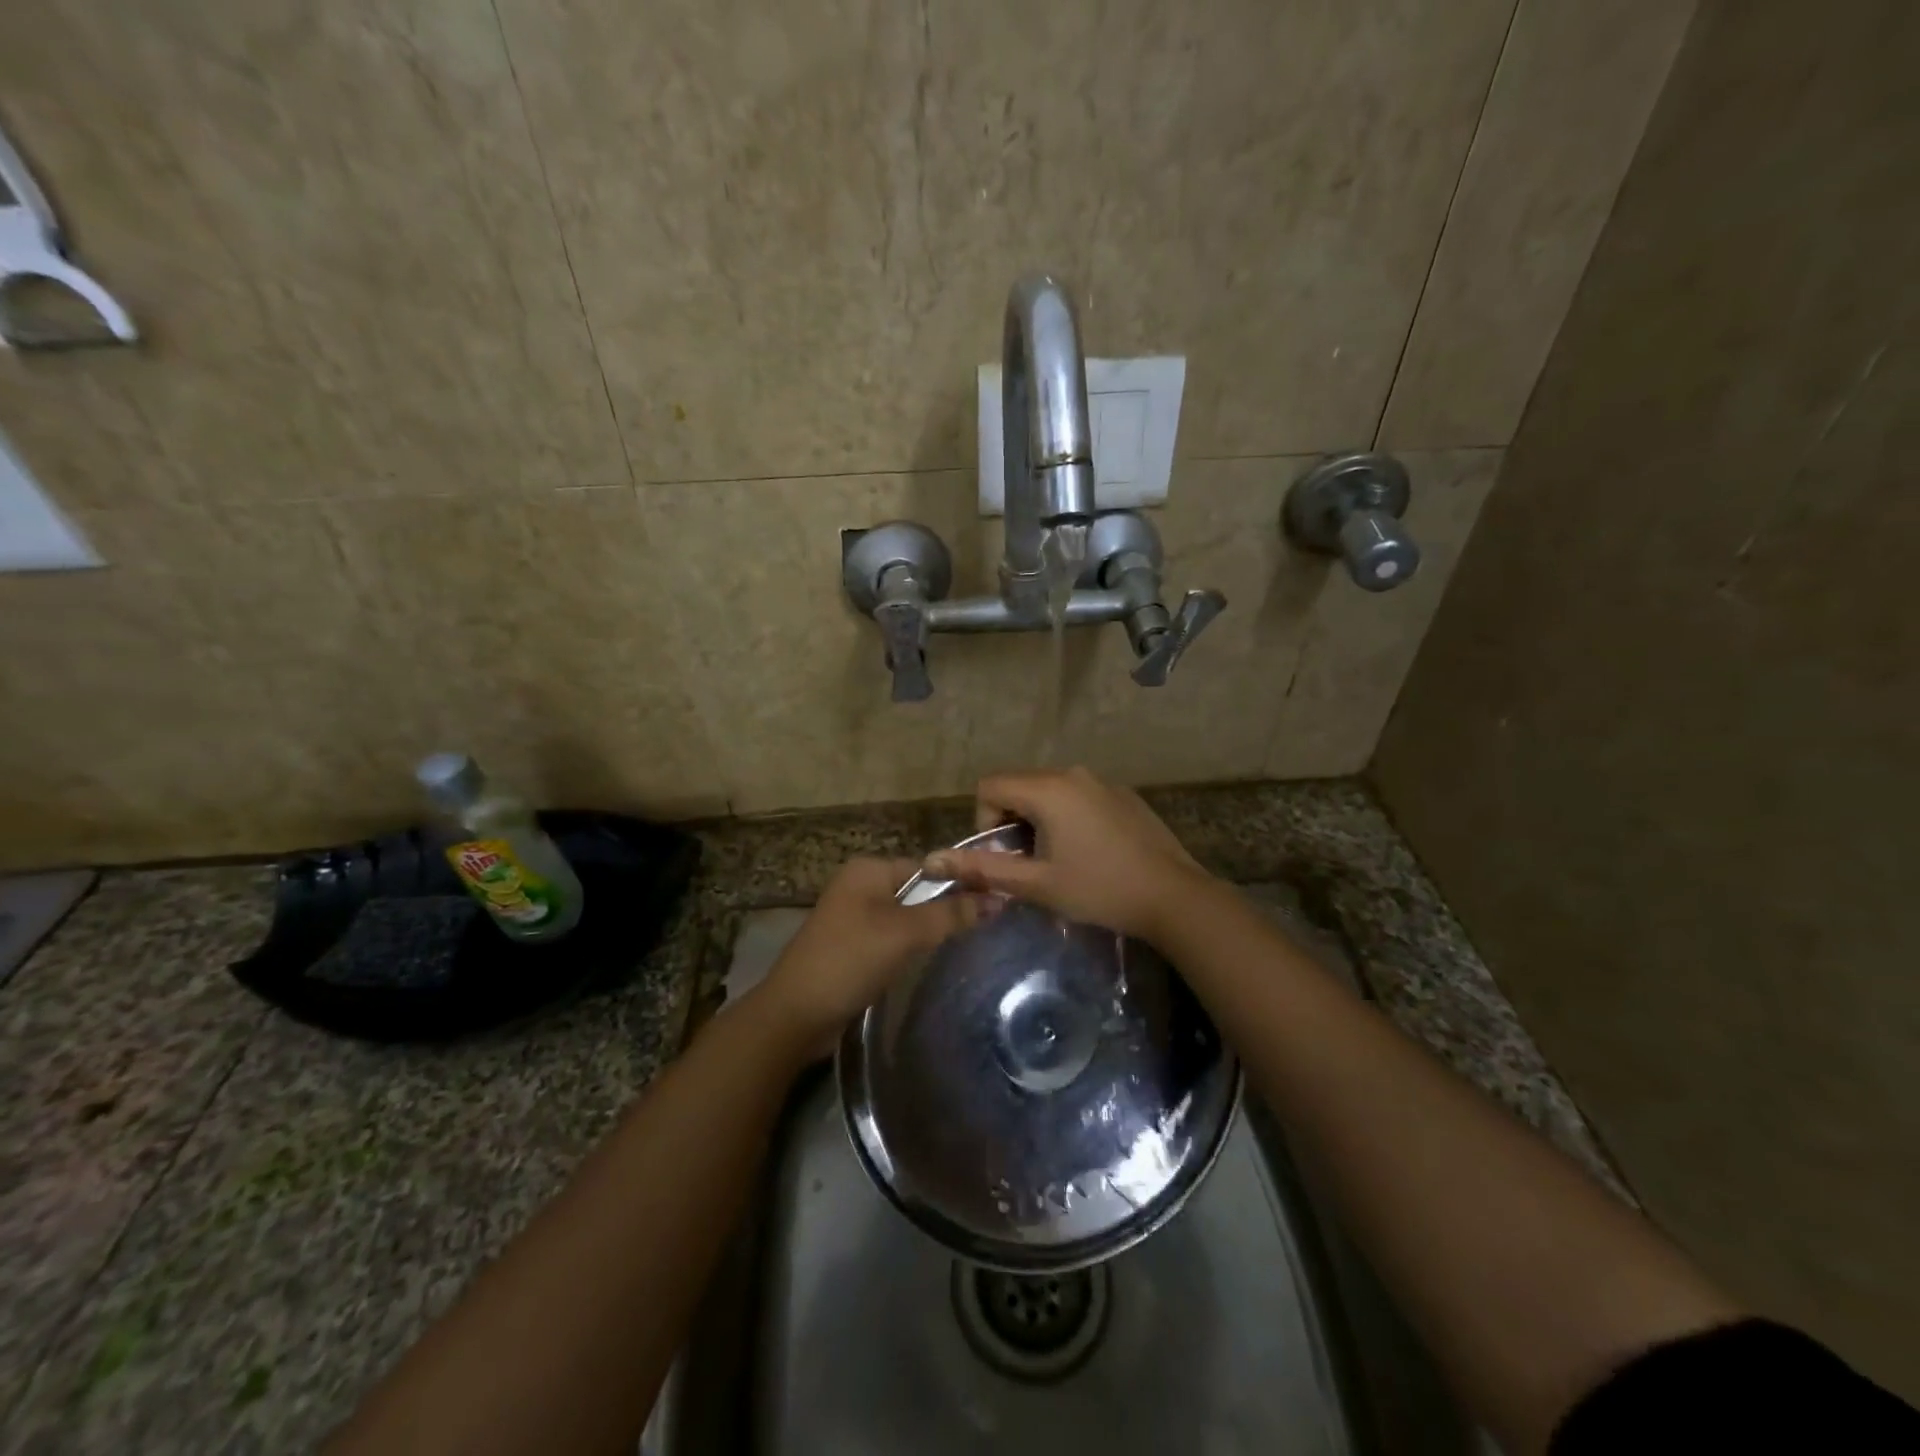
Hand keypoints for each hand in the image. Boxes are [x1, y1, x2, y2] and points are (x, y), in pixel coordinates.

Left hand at [756, 857, 977, 1048]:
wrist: (795, 1014)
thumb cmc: (850, 960)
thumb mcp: (905, 933)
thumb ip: (951, 914)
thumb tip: (999, 898)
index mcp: (868, 869)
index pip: (929, 867)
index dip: (961, 884)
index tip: (995, 904)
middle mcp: (860, 885)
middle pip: (918, 891)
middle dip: (947, 909)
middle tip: (986, 928)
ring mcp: (854, 916)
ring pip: (906, 917)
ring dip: (930, 932)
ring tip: (967, 945)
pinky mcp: (853, 946)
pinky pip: (892, 938)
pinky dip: (911, 948)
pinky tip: (931, 963)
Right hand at [923, 766, 1213, 943]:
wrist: (1174, 897)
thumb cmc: (1099, 889)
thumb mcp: (1037, 883)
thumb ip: (982, 869)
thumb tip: (931, 860)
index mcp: (1048, 788)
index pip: (989, 786)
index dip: (985, 823)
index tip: (1006, 857)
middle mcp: (1072, 773)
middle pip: (1018, 787)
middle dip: (1012, 824)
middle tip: (1031, 865)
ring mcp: (1101, 781)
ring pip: (1048, 793)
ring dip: (1039, 823)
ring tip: (1060, 862)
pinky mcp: (1122, 794)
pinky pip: (1077, 797)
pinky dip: (1068, 819)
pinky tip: (1091, 854)